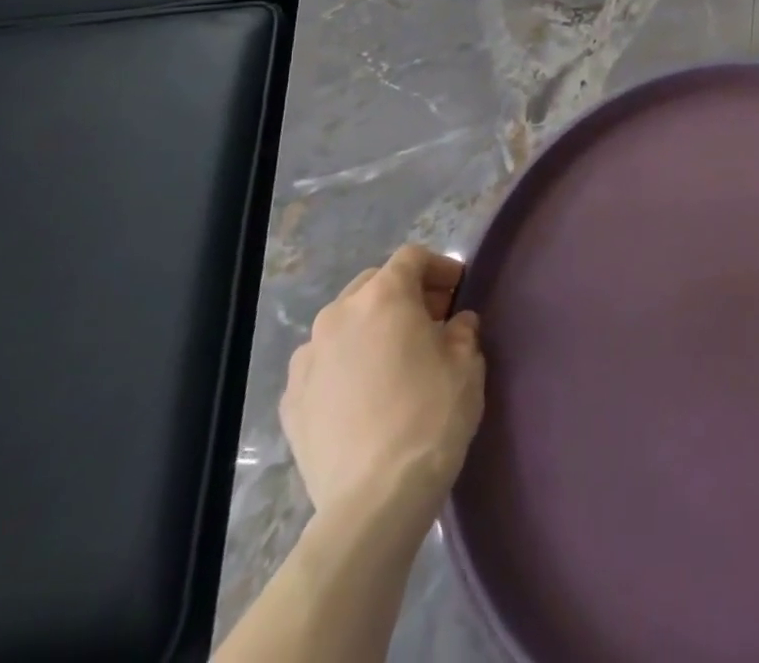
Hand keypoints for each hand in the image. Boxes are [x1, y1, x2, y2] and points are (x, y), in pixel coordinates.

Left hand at [280, 244, 485, 524]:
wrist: (373, 500)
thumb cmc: (431, 416)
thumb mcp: (468, 363)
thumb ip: (462, 331)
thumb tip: (455, 325)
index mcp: (384, 296)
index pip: (412, 258)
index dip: (439, 268)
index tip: (458, 292)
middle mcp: (338, 316)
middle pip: (373, 284)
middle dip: (403, 296)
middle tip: (431, 323)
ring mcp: (307, 359)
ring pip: (344, 324)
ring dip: (370, 329)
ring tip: (394, 361)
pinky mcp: (290, 401)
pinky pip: (323, 365)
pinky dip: (344, 366)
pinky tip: (364, 396)